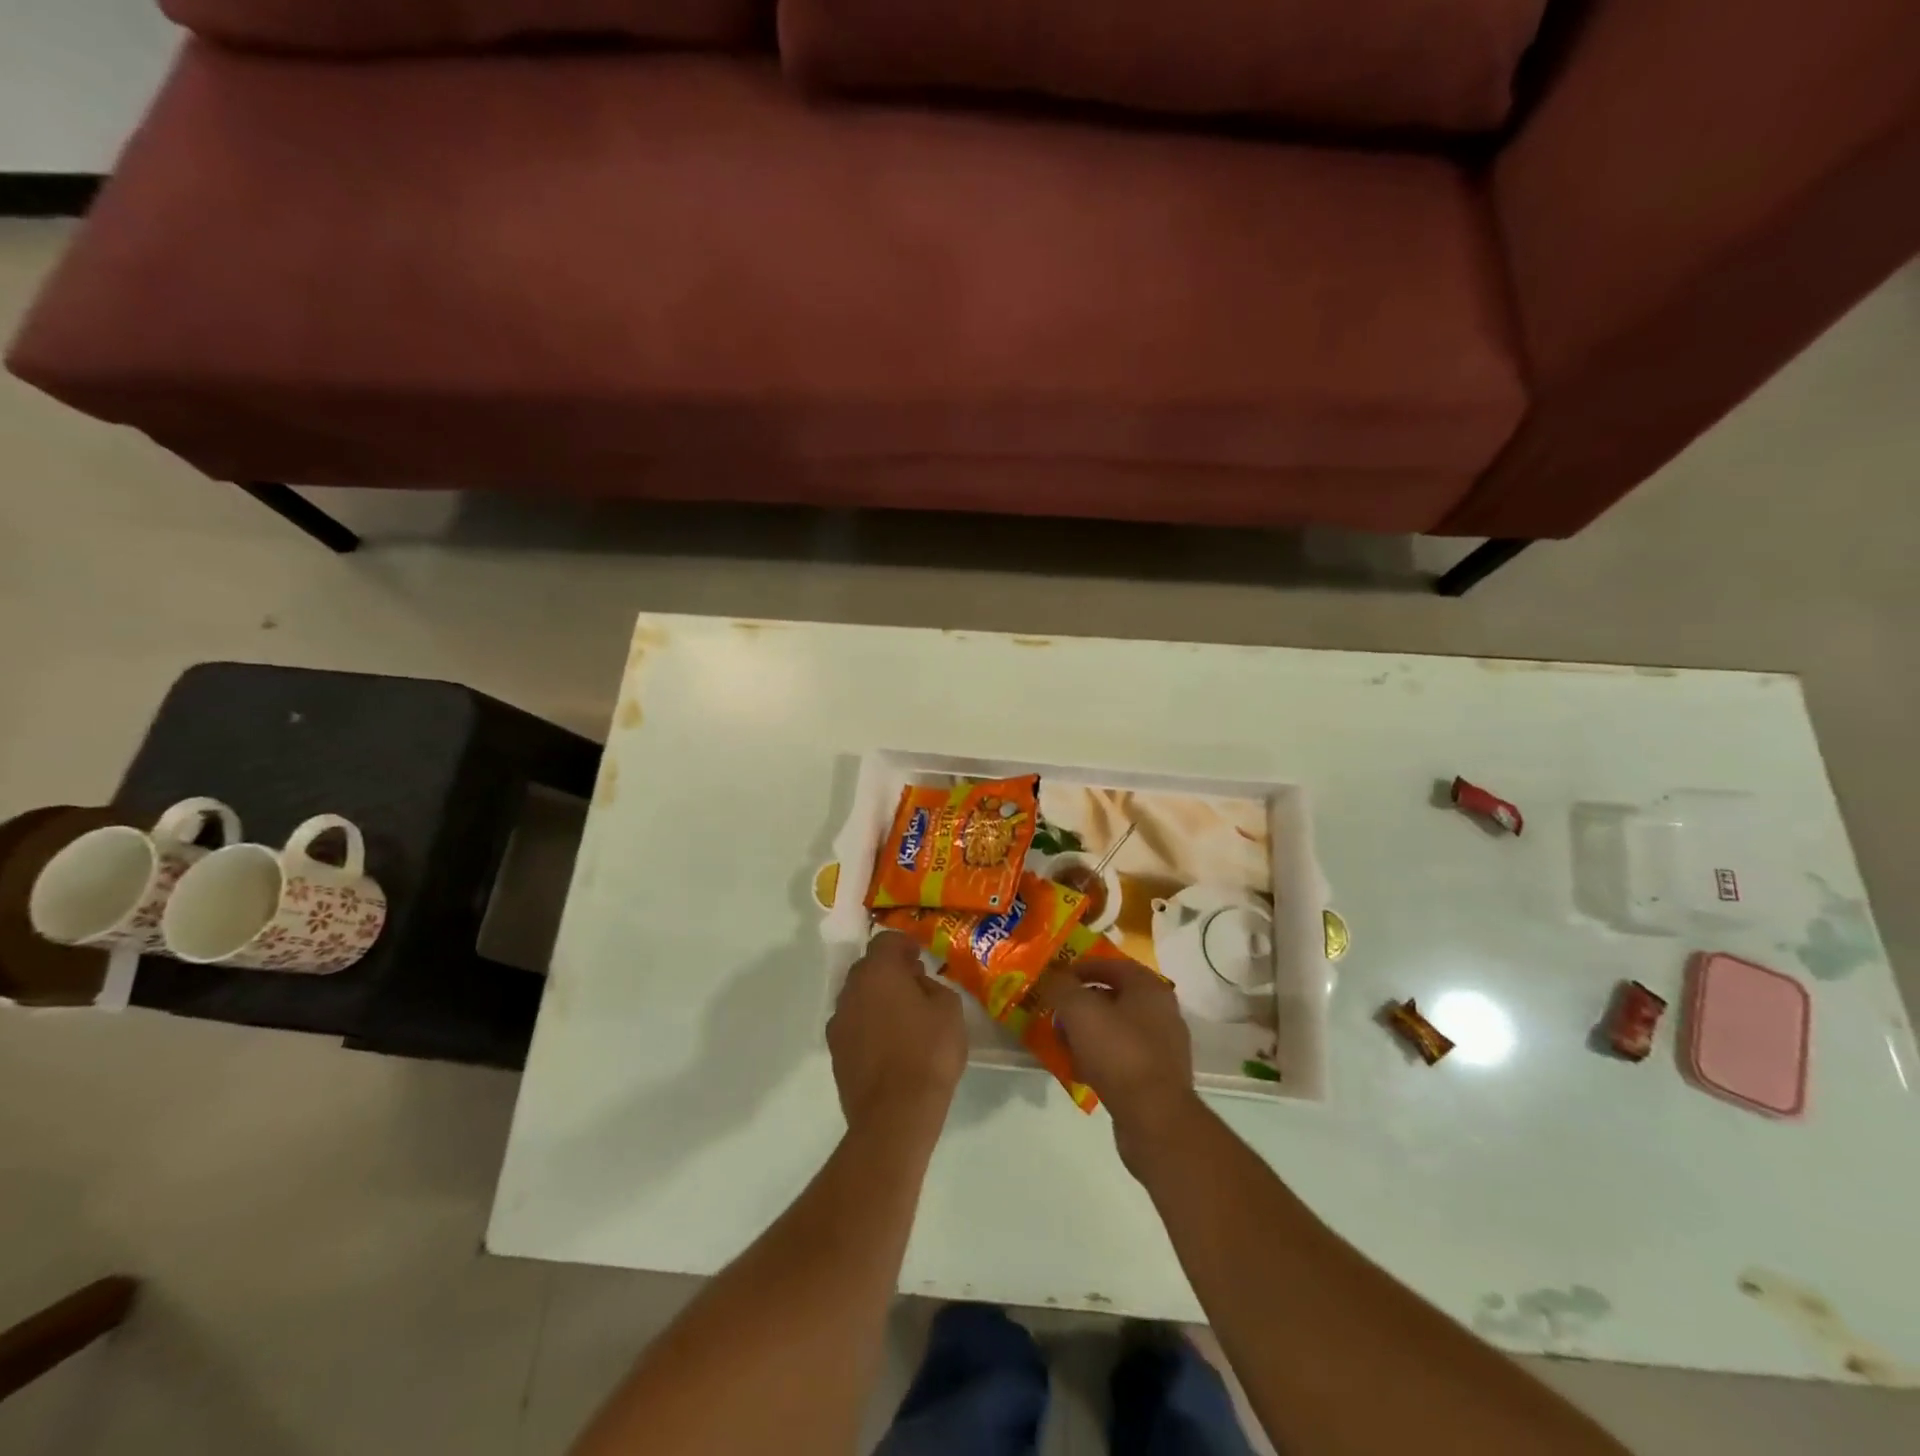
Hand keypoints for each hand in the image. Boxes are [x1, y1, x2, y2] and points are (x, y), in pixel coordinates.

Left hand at [828, 932, 966, 1138]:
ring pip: (858, 997)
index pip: (885, 941)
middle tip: (915, 985)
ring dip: (877, 999)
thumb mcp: (949, 1009)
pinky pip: (854, 1025)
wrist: (895, 1114)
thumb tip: (918, 985)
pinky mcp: (835, 1052)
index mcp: (878, 971)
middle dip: (890, 971)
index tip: (920, 958)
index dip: (904, 945)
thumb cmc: (928, 1052)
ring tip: (903, 1018)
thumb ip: (933, 986)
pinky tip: (890, 1045)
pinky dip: (869, 1026)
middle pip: (868, 968)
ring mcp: (838, 1022)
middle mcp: (851, 990)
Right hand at [1035, 958, 1203, 1174]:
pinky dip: (1100, 1058)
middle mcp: (1163, 1012)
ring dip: (1089, 1032)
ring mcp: (1163, 1047)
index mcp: (1150, 988)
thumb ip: (1062, 986)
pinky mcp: (1158, 1079)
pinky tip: (1079, 1070)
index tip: (1057, 978)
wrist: (1154, 1118)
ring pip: (1117, 1029)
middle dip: (1083, 1003)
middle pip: (1115, 997)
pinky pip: (1122, 1058)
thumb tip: (1054, 976)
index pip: (1113, 964)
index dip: (1082, 967)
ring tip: (1062, 1042)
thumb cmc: (1118, 1052)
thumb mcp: (1079, 1010)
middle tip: (1056, 1010)